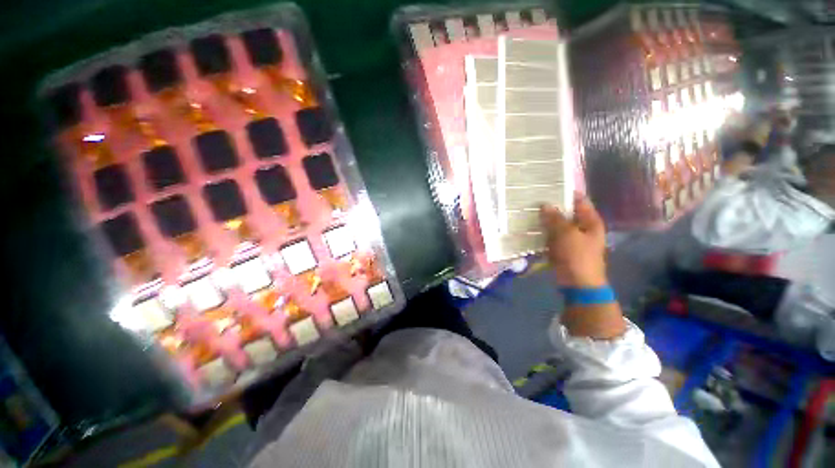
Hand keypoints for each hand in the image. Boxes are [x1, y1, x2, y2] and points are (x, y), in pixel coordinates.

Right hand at [539, 195, 606, 287]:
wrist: (578, 283)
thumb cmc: (577, 256)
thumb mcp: (567, 234)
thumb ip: (555, 218)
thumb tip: (544, 204)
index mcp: (590, 221)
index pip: (579, 201)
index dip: (566, 193)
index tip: (549, 186)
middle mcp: (582, 227)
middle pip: (566, 212)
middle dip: (552, 207)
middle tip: (534, 199)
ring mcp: (571, 238)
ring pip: (556, 224)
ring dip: (545, 220)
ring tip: (529, 211)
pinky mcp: (561, 248)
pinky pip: (551, 236)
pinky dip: (543, 232)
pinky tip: (531, 227)